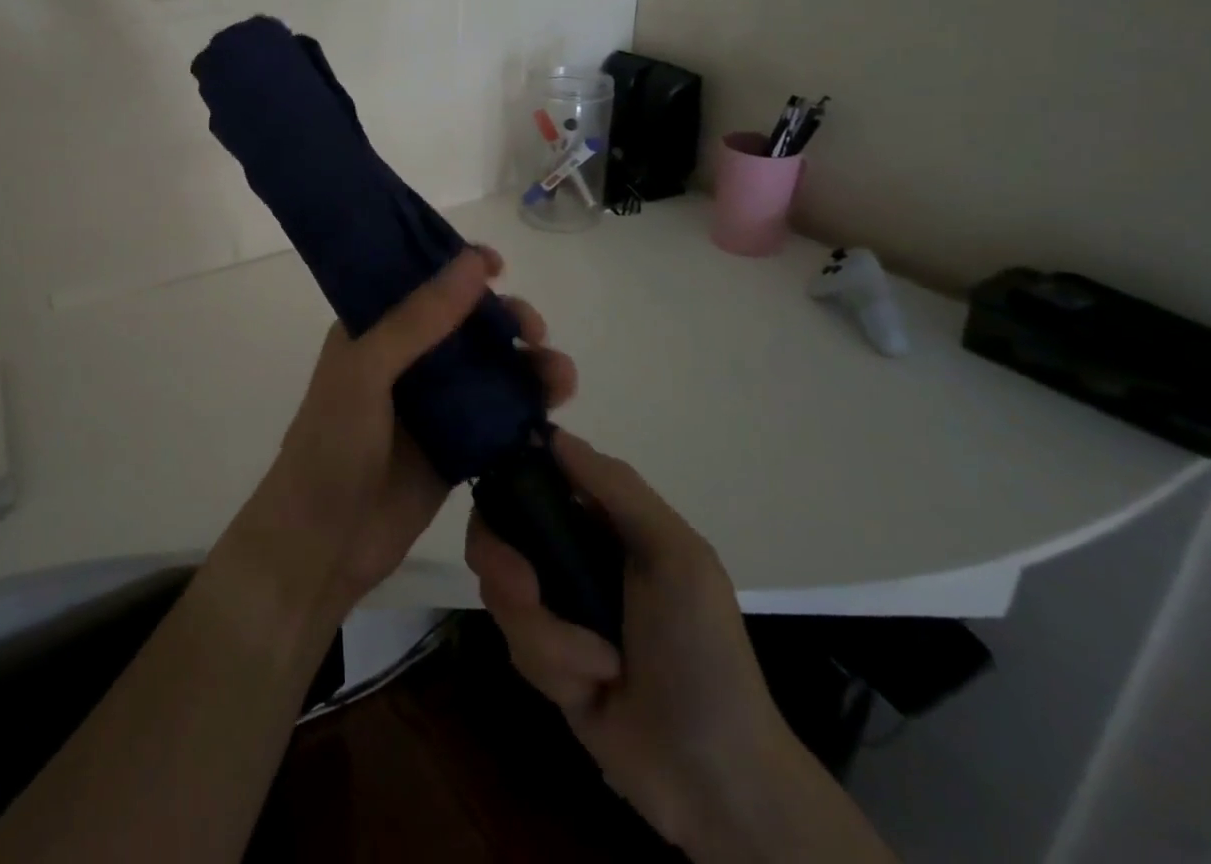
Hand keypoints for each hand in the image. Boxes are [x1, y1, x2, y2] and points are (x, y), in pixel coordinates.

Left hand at [223, 246, 576, 621]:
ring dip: (528, 365)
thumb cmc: (332, 444)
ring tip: (560, 379)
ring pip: (491, 369)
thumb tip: (474, 263)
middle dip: (506, 319)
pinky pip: (499, 417)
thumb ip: (419, 319)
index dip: (459, 267)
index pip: (421, 281)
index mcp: (374, 329)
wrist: (322, 544)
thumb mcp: (367, 370)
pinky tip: (553, 411)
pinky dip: (528, 409)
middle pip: (467, 324)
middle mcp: (406, 358)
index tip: (497, 264)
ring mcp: (433, 404)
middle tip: (532, 332)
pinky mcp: (456, 447)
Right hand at [466, 432, 805, 851]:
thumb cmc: (702, 649)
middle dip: (505, 563)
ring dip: (545, 632)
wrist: (715, 777)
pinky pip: (515, 643)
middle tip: (527, 590)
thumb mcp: (676, 554)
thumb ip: (617, 488)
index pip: (534, 475)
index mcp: (601, 520)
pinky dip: (553, 665)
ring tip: (598, 664)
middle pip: (498, 531)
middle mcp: (569, 553)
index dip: (506, 477)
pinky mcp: (542, 658)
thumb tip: (550, 432)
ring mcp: (554, 606)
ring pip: (501, 591)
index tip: (496, 496)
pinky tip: (594, 688)